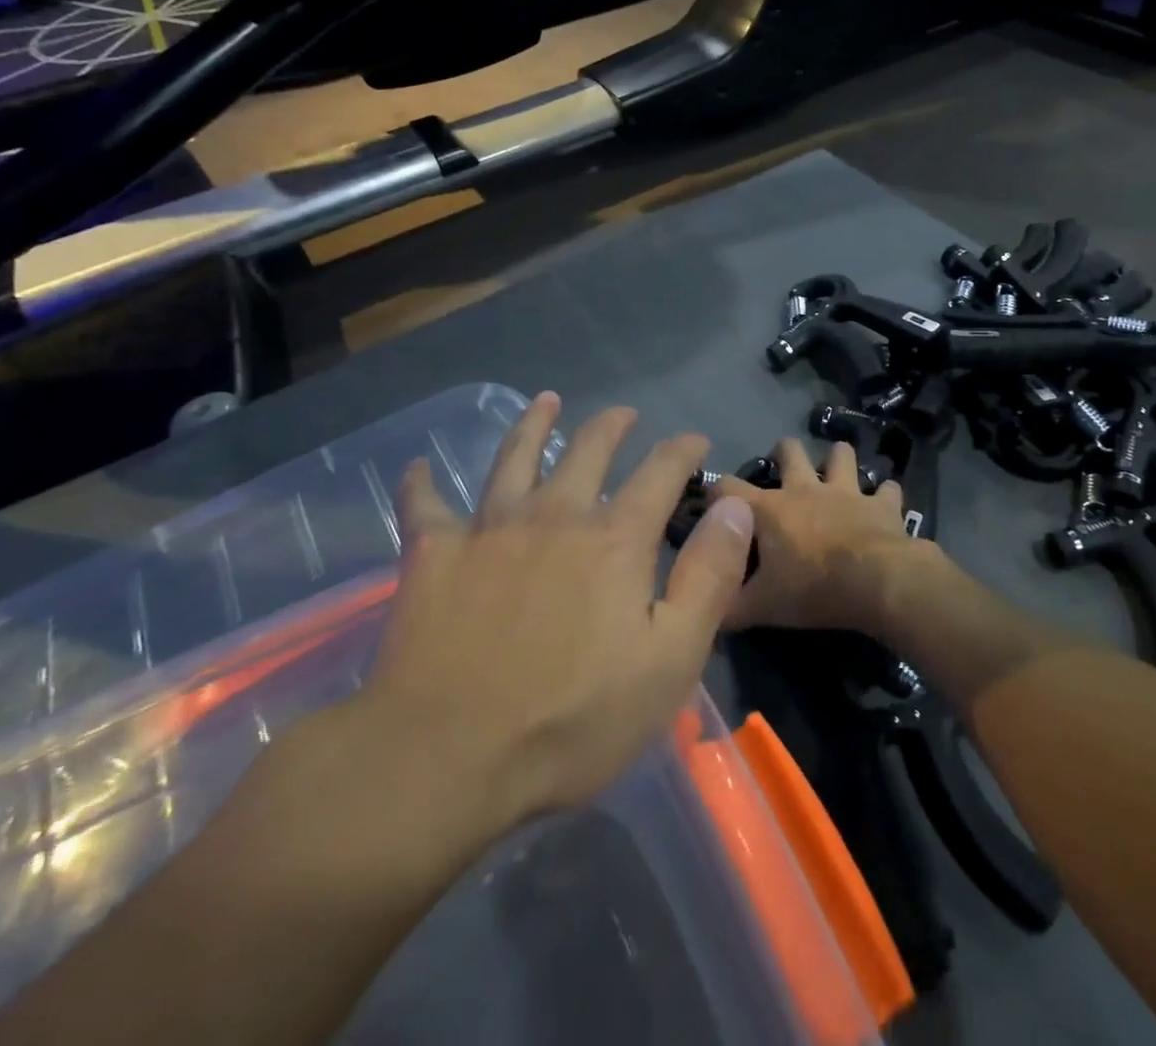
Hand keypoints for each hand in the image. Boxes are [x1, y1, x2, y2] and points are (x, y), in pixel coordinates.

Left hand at [357, 394, 751, 830]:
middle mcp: (554, 515)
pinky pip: (425, 505)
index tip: (696, 441)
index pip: (660, 473)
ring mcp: (489, 529)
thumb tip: (735, 506)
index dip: (682, 451)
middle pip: (587, 451)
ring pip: (514, 457)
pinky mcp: (433, 554)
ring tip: (545, 400)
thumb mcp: (671, 658)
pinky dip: (422, 483)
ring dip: (533, 424)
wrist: (450, 755)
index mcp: (613, 539)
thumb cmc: (573, 719)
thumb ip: (708, 576)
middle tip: (623, 414)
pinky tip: (420, 466)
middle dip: (611, 427)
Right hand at [716, 437, 937, 633]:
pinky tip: (883, 502)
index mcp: (768, 509)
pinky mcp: (881, 505)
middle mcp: (805, 489)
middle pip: (789, 451)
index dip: (714, 492)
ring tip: (835, 472)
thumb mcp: (760, 608)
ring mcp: (846, 492)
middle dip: (783, 453)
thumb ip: (727, 607)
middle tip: (783, 471)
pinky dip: (884, 495)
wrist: (878, 584)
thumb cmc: (813, 590)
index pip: (726, 487)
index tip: (712, 505)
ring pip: (841, 455)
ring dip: (837, 460)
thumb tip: (704, 614)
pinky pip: (887, 490)